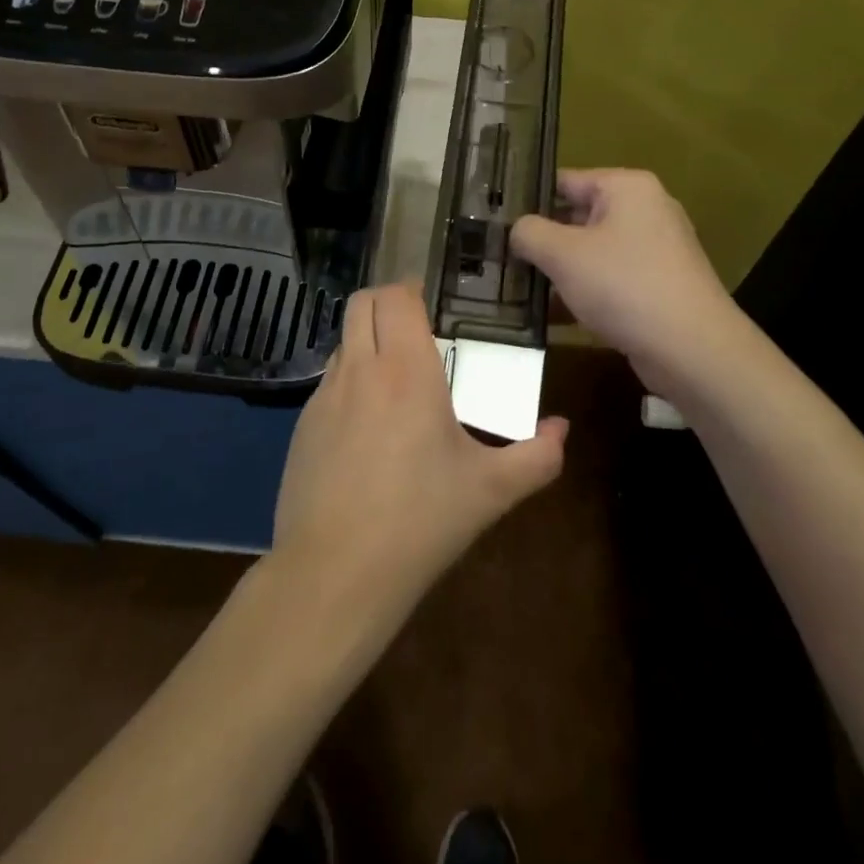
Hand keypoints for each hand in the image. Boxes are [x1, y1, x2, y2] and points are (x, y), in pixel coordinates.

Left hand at [271, 283, 567, 627]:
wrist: (335, 573)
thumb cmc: (421, 521)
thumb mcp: (491, 491)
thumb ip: (537, 456)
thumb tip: (562, 429)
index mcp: (406, 370)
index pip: (396, 296)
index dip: (412, 290)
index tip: (433, 307)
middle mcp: (360, 369)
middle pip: (361, 302)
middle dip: (386, 303)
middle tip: (415, 330)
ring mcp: (323, 396)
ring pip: (342, 341)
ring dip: (366, 343)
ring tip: (395, 380)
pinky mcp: (300, 426)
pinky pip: (328, 383)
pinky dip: (349, 383)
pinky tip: (367, 429)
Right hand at [511, 169, 738, 399]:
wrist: (692, 349)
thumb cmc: (624, 286)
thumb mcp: (563, 254)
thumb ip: (530, 233)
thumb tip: (517, 230)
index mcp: (627, 188)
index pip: (565, 181)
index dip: (528, 200)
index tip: (496, 222)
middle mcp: (646, 210)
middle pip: (578, 217)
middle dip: (542, 240)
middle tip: (501, 257)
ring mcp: (655, 249)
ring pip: (592, 252)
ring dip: (559, 270)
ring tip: (518, 288)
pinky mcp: (658, 285)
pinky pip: (610, 279)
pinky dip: (584, 292)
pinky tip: (552, 315)